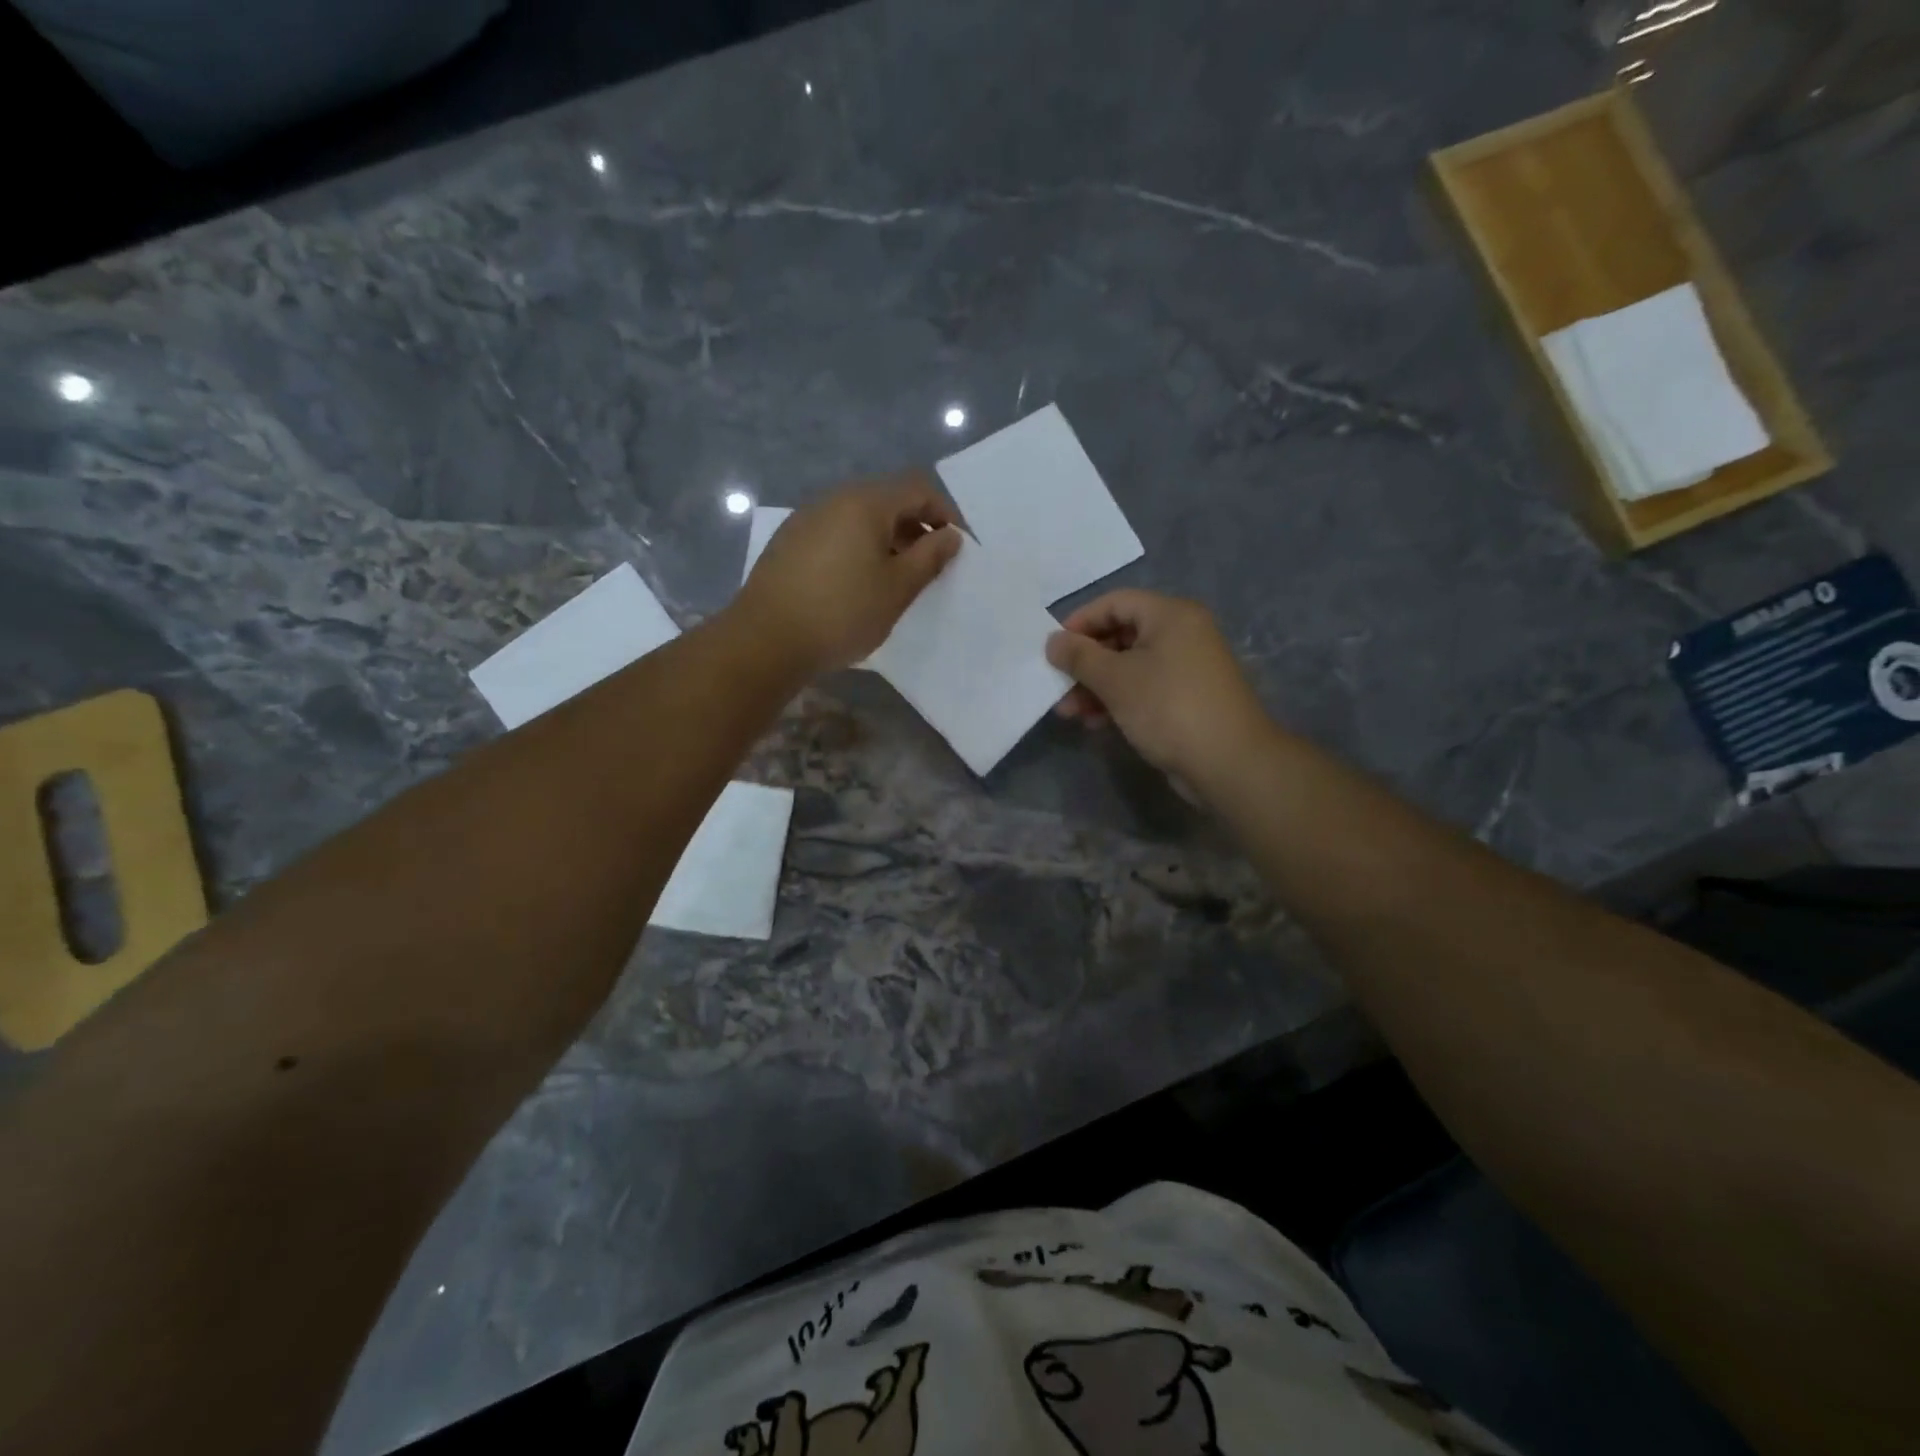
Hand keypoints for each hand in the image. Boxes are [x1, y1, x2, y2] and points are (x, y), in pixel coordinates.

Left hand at [735, 474, 961, 673]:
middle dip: (916, 527)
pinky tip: (856, 584)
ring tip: (894, 579)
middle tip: (929, 567)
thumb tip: (950, 536)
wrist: (766, 640)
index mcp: (865, 502)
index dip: (945, 513)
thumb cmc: (842, 613)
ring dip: (886, 540)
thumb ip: (930, 557)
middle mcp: (834, 499)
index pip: (918, 488)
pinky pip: (836, 533)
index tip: (955, 548)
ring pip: (859, 517)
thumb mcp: (897, 589)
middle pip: (887, 499)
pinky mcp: (789, 541)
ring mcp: (806, 518)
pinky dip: (858, 548)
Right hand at [1046, 590, 1272, 786]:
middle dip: (1085, 662)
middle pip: (1121, 635)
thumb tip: (1052, 641)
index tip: (1053, 649)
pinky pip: (1144, 688)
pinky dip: (1117, 700)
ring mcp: (1187, 667)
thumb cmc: (1168, 708)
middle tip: (1057, 685)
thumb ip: (1079, 657)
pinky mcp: (1186, 698)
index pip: (1115, 602)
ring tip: (1069, 712)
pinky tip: (1095, 723)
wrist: (1228, 763)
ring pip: (1129, 666)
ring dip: (1096, 686)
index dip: (1079, 622)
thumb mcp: (1116, 680)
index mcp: (1171, 615)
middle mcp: (1182, 634)